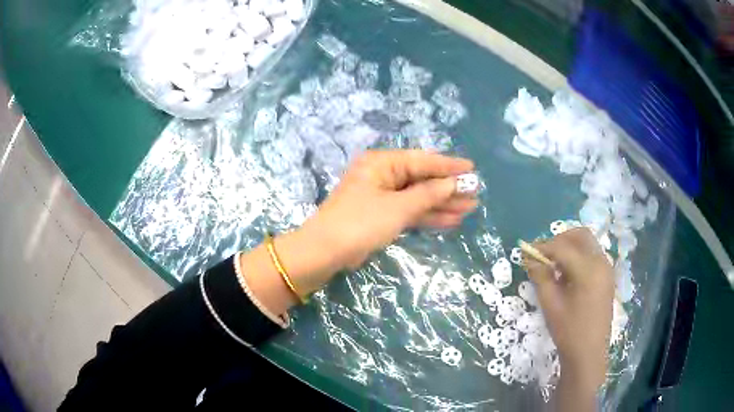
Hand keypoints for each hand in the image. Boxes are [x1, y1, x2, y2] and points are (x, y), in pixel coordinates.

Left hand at [303, 150, 476, 270]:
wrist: (325, 253)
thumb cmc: (360, 223)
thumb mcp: (398, 208)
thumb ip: (428, 194)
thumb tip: (452, 183)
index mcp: (382, 163)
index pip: (422, 160)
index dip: (449, 166)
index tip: (472, 169)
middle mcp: (382, 175)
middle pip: (422, 179)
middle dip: (448, 188)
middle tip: (475, 194)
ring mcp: (382, 196)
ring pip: (418, 197)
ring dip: (442, 204)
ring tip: (469, 208)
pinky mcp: (381, 215)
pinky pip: (409, 211)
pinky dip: (427, 216)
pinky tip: (450, 220)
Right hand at [523, 228, 614, 394]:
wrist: (588, 353)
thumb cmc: (568, 331)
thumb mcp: (551, 304)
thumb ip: (541, 277)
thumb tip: (530, 257)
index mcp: (588, 270)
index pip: (563, 247)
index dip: (542, 246)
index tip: (526, 251)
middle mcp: (601, 262)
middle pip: (580, 236)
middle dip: (559, 239)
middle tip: (543, 254)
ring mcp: (607, 269)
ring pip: (587, 244)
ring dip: (569, 247)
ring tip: (554, 265)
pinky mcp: (607, 277)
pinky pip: (592, 256)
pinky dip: (578, 256)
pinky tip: (567, 275)